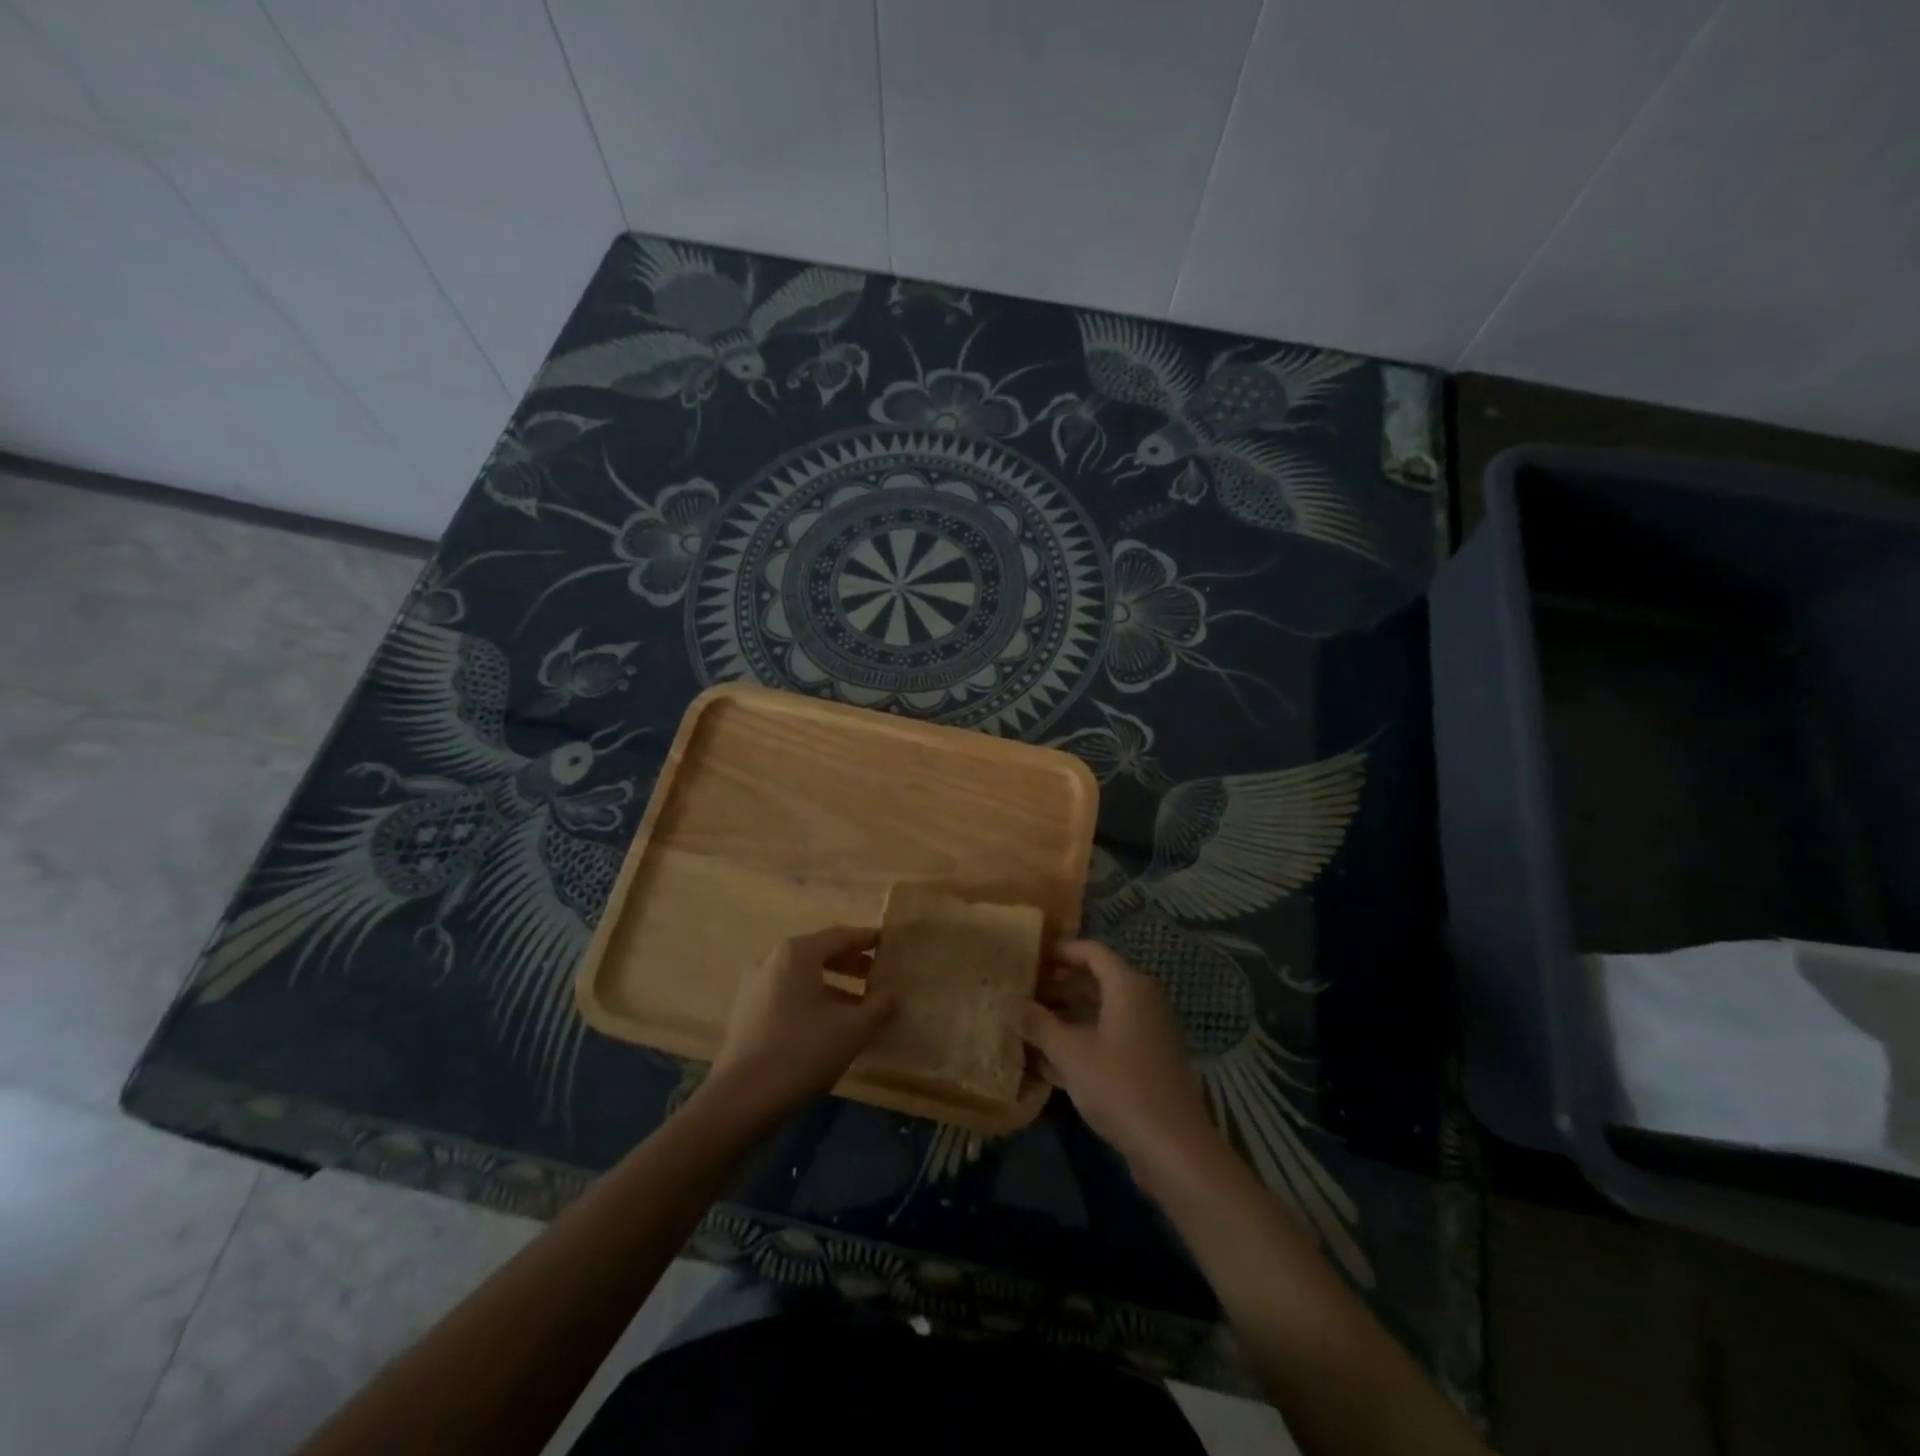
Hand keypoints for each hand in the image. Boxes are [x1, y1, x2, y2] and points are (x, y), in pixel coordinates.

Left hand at [704, 925, 895, 1124]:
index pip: (840, 936)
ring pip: (802, 976)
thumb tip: (892, 993)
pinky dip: (811, 999)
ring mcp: (754, 986)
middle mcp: (772, 960)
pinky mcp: (746, 1013)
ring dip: (832, 985)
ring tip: (858, 1006)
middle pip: (819, 953)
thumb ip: (879, 1006)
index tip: (887, 943)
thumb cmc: (801, 1052)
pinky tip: (828, 1025)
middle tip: (876, 976)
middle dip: (850, 963)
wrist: (740, 1100)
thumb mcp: (852, 1029)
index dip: (867, 940)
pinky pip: (787, 994)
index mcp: (797, 953)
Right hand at [1022, 940, 1217, 1177]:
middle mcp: (1141, 1001)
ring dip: (1066, 1016)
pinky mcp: (1146, 1062)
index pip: (1091, 951)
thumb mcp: (1070, 1053)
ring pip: (1100, 1012)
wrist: (1173, 1148)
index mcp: (1128, 986)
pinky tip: (1049, 1062)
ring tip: (1029, 1025)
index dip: (1059, 951)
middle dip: (1058, 985)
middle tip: (1022, 992)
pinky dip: (1081, 1041)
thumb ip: (1038, 1024)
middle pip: (1095, 980)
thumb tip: (1008, 1000)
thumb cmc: (1120, 1087)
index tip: (1028, 958)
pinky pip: (1108, 1038)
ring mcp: (1147, 1033)